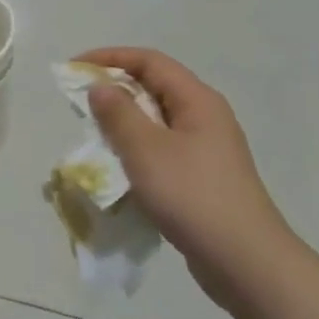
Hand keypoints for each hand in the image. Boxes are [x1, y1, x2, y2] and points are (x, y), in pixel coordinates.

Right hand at [76, 48, 293, 314]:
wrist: (244, 261)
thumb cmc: (193, 196)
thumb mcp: (147, 151)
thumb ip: (119, 114)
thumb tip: (100, 87)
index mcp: (197, 100)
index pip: (150, 61)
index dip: (109, 58)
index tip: (73, 69)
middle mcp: (205, 117)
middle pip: (154, 88)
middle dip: (114, 91)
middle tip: (79, 106)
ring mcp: (206, 149)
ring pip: (157, 122)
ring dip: (124, 124)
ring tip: (94, 138)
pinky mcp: (202, 178)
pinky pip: (163, 151)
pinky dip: (137, 152)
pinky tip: (120, 172)